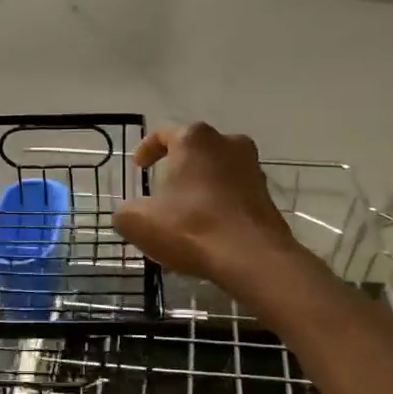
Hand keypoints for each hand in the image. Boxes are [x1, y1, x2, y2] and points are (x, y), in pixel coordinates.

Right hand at [113, 123, 302, 295]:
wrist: (253, 259)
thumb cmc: (191, 227)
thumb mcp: (138, 222)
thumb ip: (125, 212)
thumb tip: (127, 213)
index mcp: (194, 139)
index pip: (163, 134)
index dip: (146, 150)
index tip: (138, 168)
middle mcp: (228, 143)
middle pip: (194, 151)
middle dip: (177, 169)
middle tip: (162, 192)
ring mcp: (252, 168)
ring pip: (217, 172)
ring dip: (200, 188)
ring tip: (184, 215)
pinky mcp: (267, 196)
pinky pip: (234, 194)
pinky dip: (219, 205)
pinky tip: (208, 231)